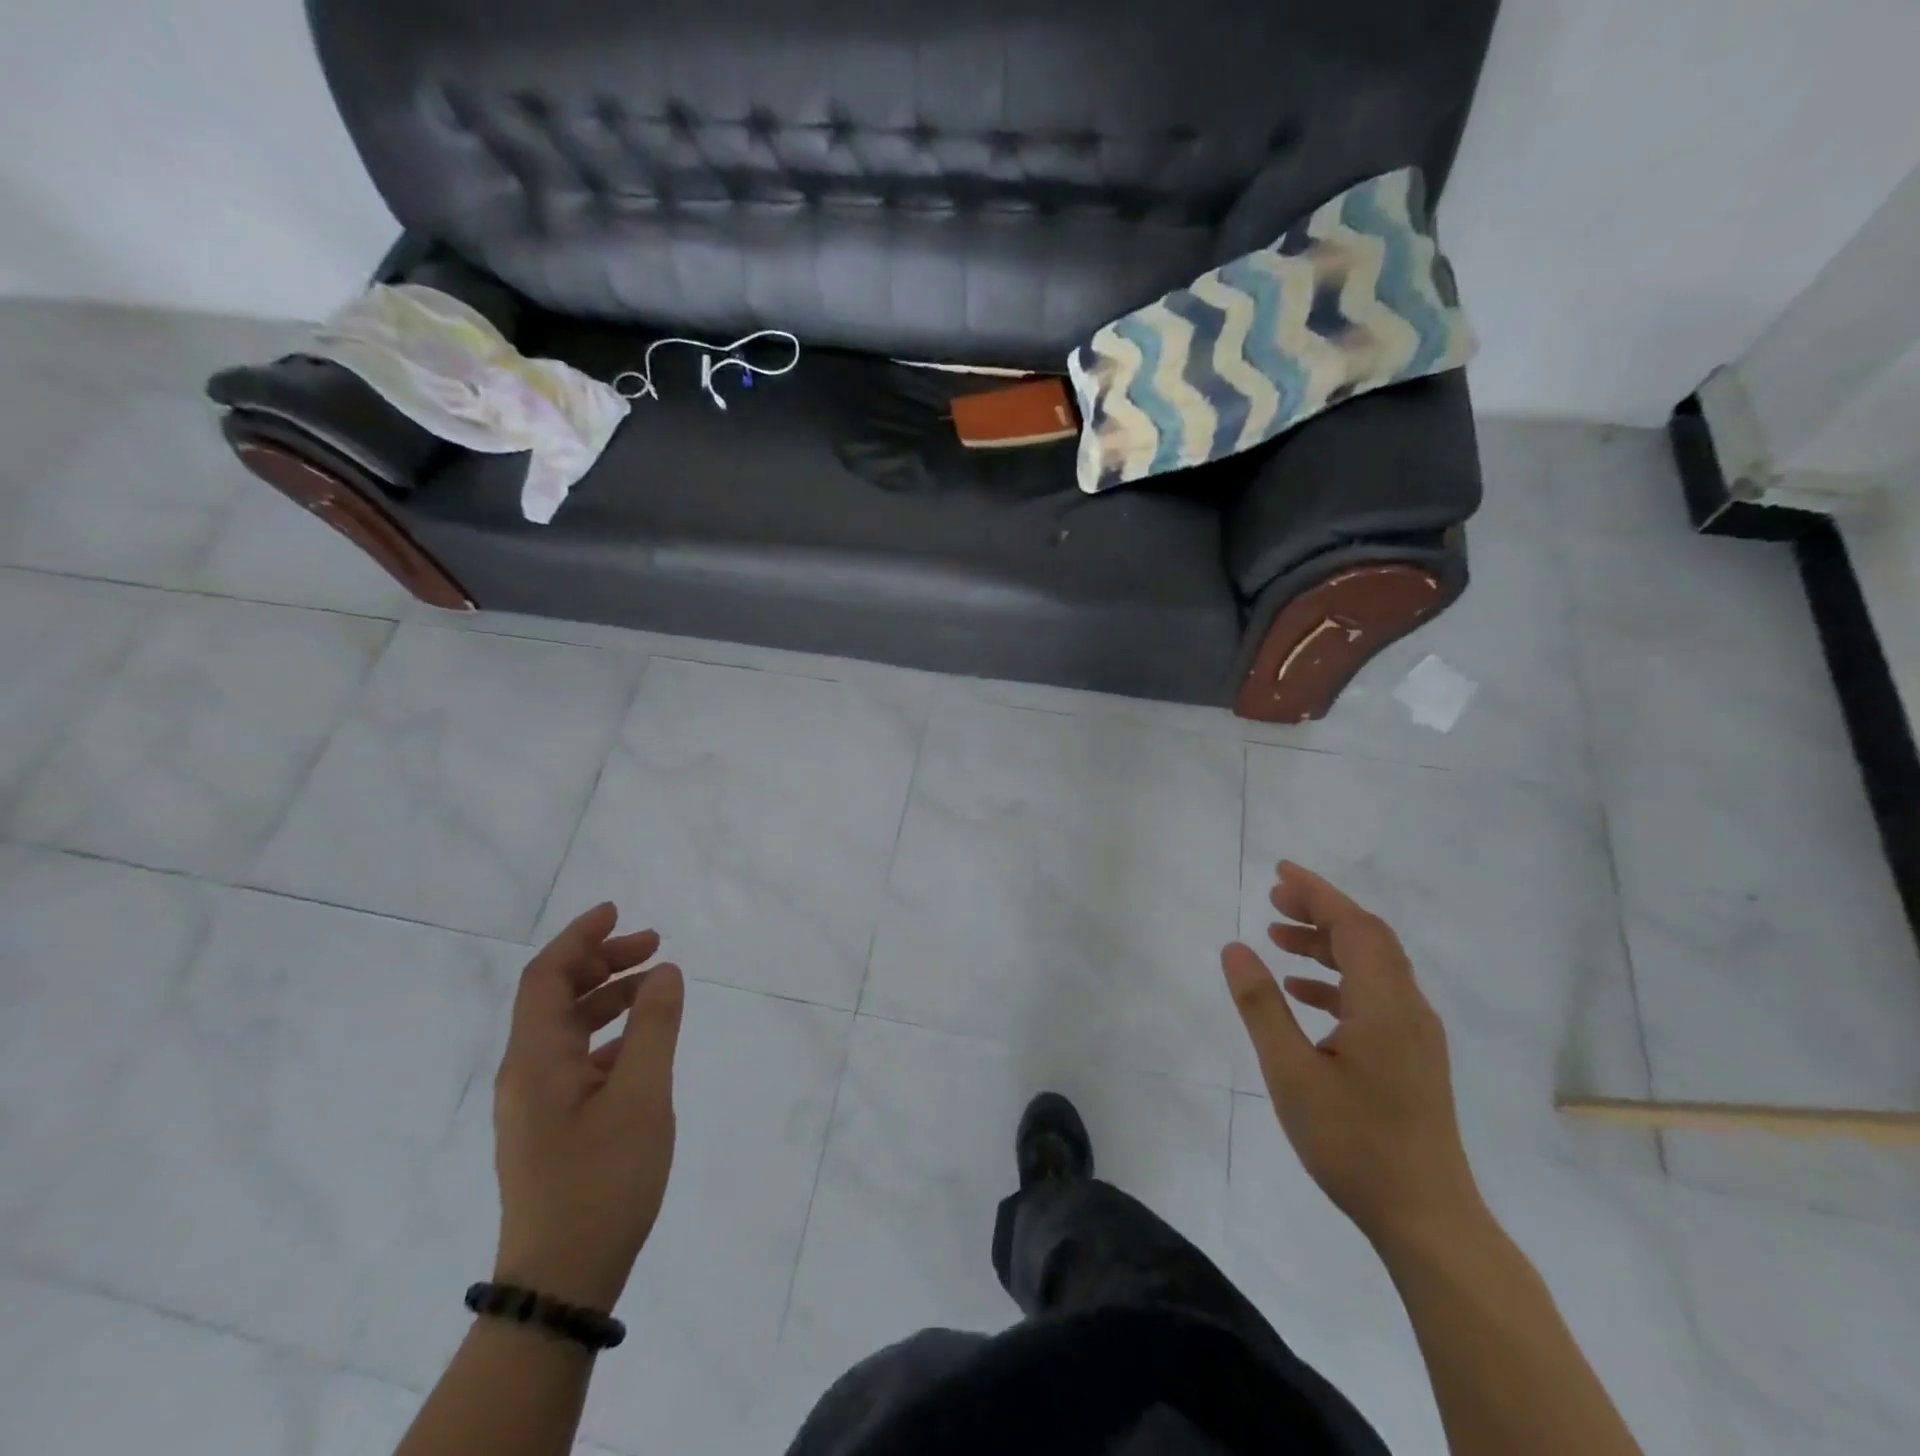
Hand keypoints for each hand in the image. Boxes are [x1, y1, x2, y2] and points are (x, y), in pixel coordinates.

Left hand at [492, 903, 684, 1311]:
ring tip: (657, 985)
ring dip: (610, 997)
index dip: (579, 937)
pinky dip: (611, 1034)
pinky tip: (644, 1042)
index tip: (618, 911)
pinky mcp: (554, 1126)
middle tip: (654, 944)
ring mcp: (539, 1103)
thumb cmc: (601, 1180)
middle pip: (557, 997)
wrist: (563, 1280)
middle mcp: (528, 1074)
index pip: (546, 977)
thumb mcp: (642, 1095)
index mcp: (536, 1060)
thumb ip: (655, 1026)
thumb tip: (663, 971)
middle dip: (603, 962)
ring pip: (570, 1028)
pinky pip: (580, 1059)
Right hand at [1222, 863, 1480, 1247]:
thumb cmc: (1354, 1143)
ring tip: (1277, 939)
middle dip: (1321, 911)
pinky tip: (1303, 993)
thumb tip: (1235, 948)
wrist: (1427, 1219)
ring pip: (1372, 967)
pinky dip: (1337, 980)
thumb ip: (1262, 1006)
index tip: (1280, 873)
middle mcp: (1408, 1009)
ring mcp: (1415, 1034)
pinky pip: (1374, 996)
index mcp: (1384, 1005)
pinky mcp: (1412, 1057)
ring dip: (1327, 945)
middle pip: (1368, 939)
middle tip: (1273, 898)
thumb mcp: (1291, 1073)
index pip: (1354, 927)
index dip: (1318, 893)